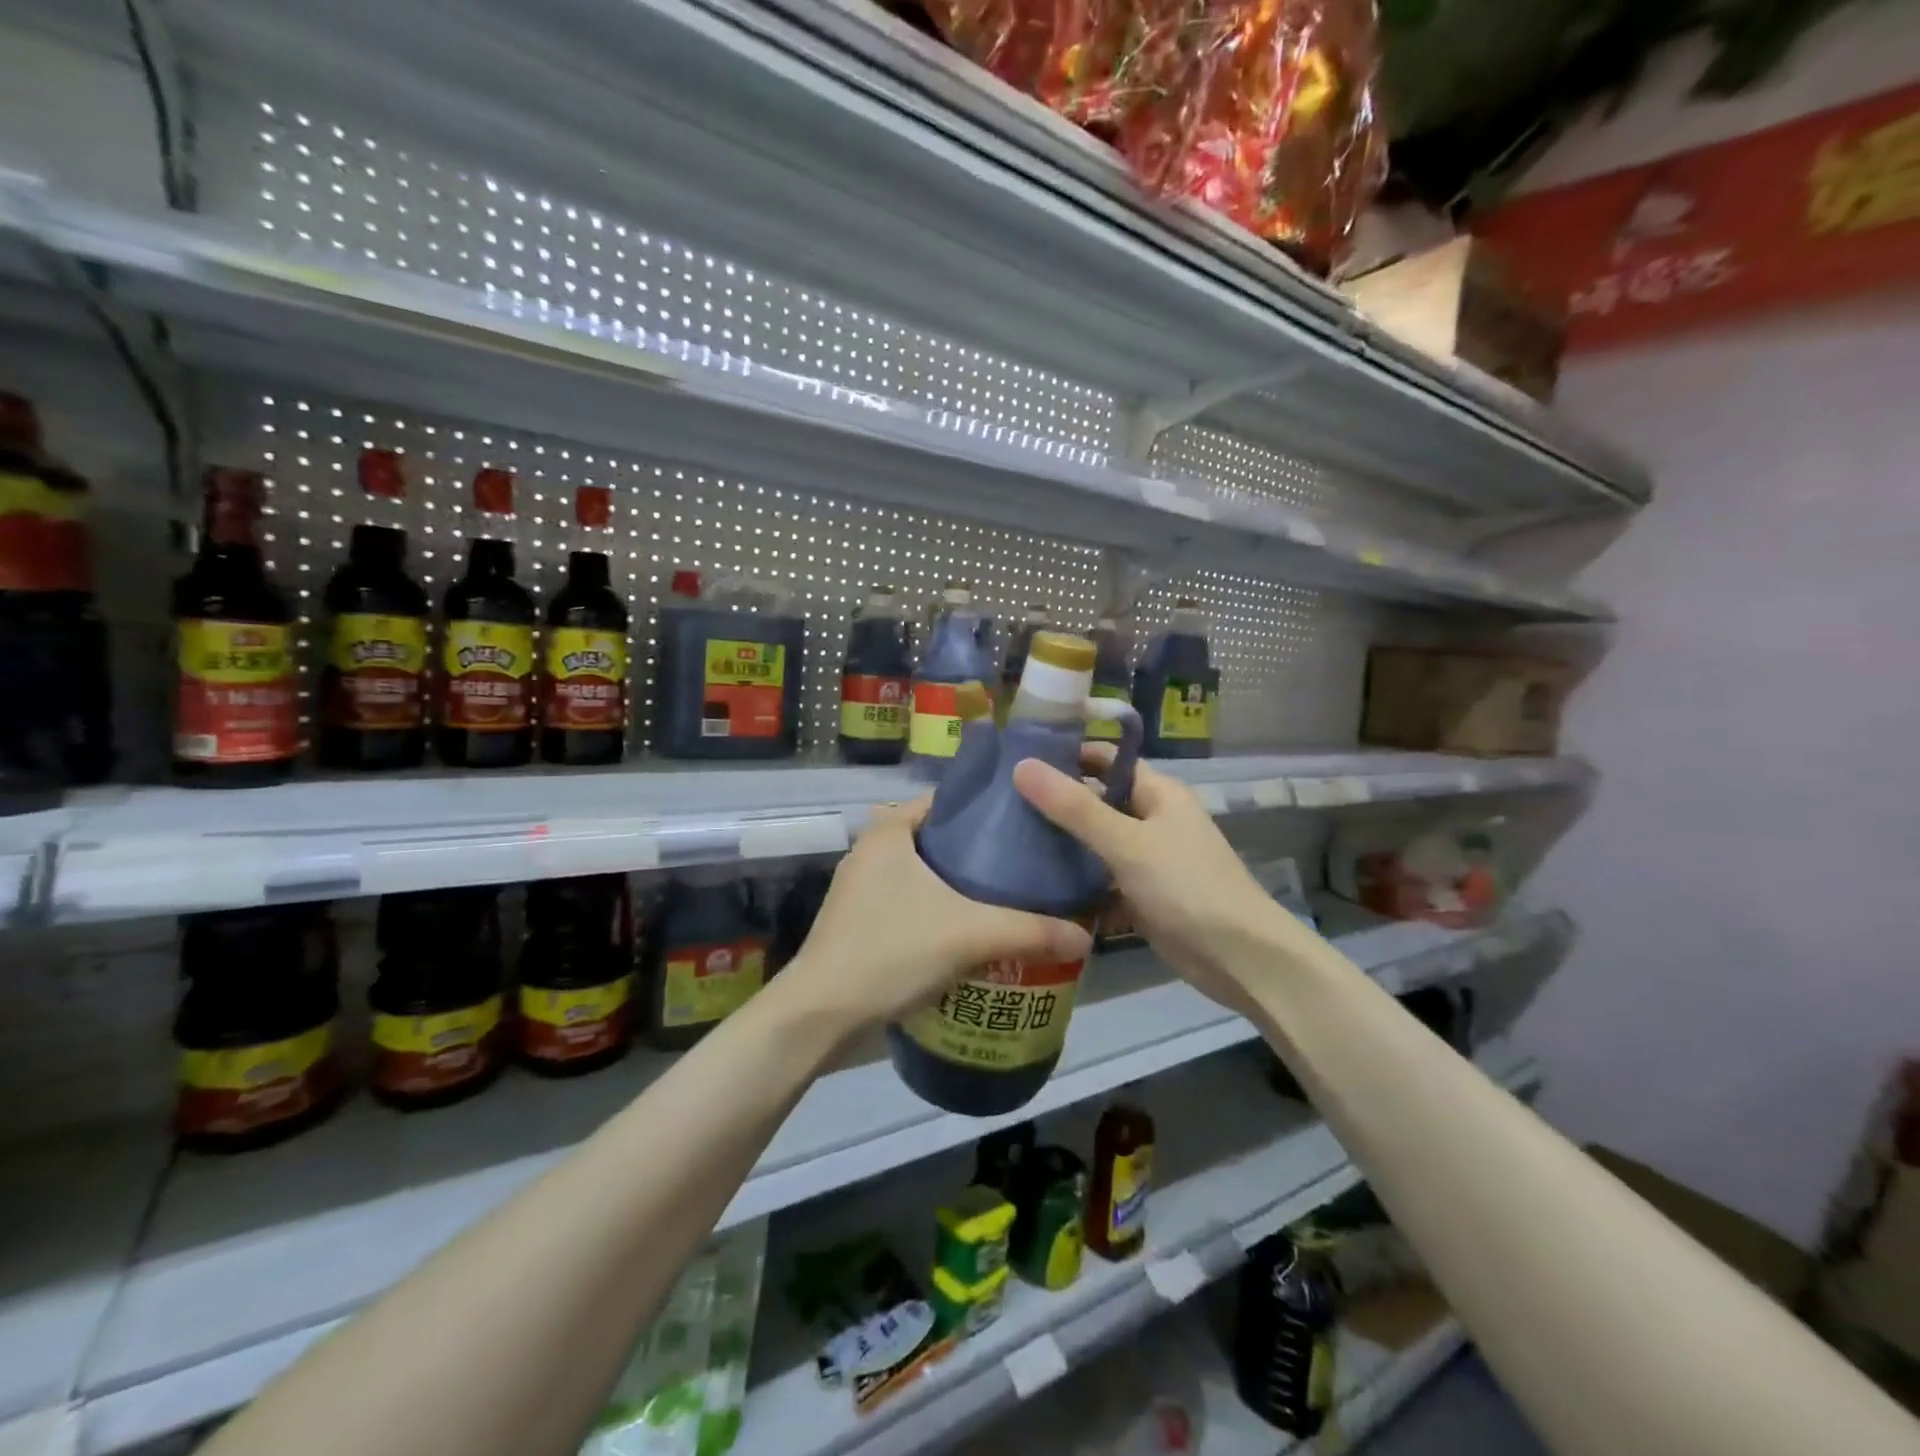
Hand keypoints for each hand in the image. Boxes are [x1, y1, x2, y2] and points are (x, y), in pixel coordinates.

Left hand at [783, 798, 1091, 1034]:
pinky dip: (938, 907)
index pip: (947, 800)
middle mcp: (870, 849)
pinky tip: (969, 929)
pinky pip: (910, 900)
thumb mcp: (969, 935)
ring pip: (923, 872)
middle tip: (1025, 864)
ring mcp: (860, 887)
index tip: (1027, 825)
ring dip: (959, 884)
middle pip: (938, 837)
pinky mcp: (858, 920)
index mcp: (888, 830)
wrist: (821, 1014)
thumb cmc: (890, 951)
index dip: (988, 809)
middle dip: (979, 851)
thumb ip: (1030, 931)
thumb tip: (1086, 935)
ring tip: (1007, 896)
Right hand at [1013, 748, 1309, 1014]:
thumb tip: (1022, 765)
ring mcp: (1148, 861)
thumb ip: (1074, 808)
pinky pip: (1102, 881)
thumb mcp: (1127, 843)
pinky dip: (1077, 884)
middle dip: (1056, 803)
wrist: (1240, 960)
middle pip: (1097, 802)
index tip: (1017, 759)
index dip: (1067, 754)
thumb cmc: (1186, 887)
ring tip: (1007, 844)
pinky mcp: (1142, 897)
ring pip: (1096, 844)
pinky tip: (1036, 889)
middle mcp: (1153, 820)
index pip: (1106, 760)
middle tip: (1001, 805)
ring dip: (1063, 846)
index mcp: (1158, 794)